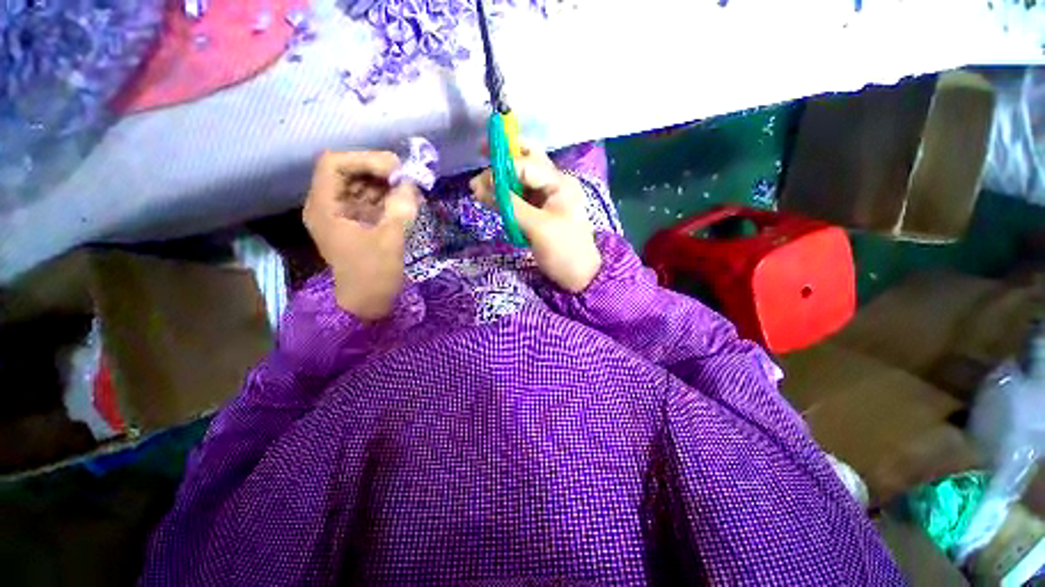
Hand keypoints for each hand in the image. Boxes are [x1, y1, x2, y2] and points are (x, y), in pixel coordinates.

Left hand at [303, 151, 419, 319]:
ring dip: (386, 183)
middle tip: (407, 178)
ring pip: (361, 184)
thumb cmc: (373, 276)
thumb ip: (400, 209)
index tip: (396, 170)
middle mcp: (329, 205)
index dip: (365, 160)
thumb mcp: (389, 242)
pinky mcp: (357, 223)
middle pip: (348, 171)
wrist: (368, 304)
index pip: (334, 164)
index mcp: (325, 208)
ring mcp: (343, 214)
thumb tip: (411, 184)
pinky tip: (406, 200)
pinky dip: (388, 196)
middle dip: (378, 170)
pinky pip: (370, 200)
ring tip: (410, 189)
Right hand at [470, 144, 601, 292]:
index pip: (526, 166)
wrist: (579, 277)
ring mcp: (547, 199)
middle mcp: (554, 185)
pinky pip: (520, 199)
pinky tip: (490, 200)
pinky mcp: (540, 214)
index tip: (479, 182)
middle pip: (527, 162)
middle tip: (480, 153)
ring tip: (478, 189)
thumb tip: (480, 186)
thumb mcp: (538, 227)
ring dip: (501, 181)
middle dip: (504, 158)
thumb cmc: (564, 251)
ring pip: (521, 181)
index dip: (502, 169)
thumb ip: (510, 205)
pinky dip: (505, 198)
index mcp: (559, 183)